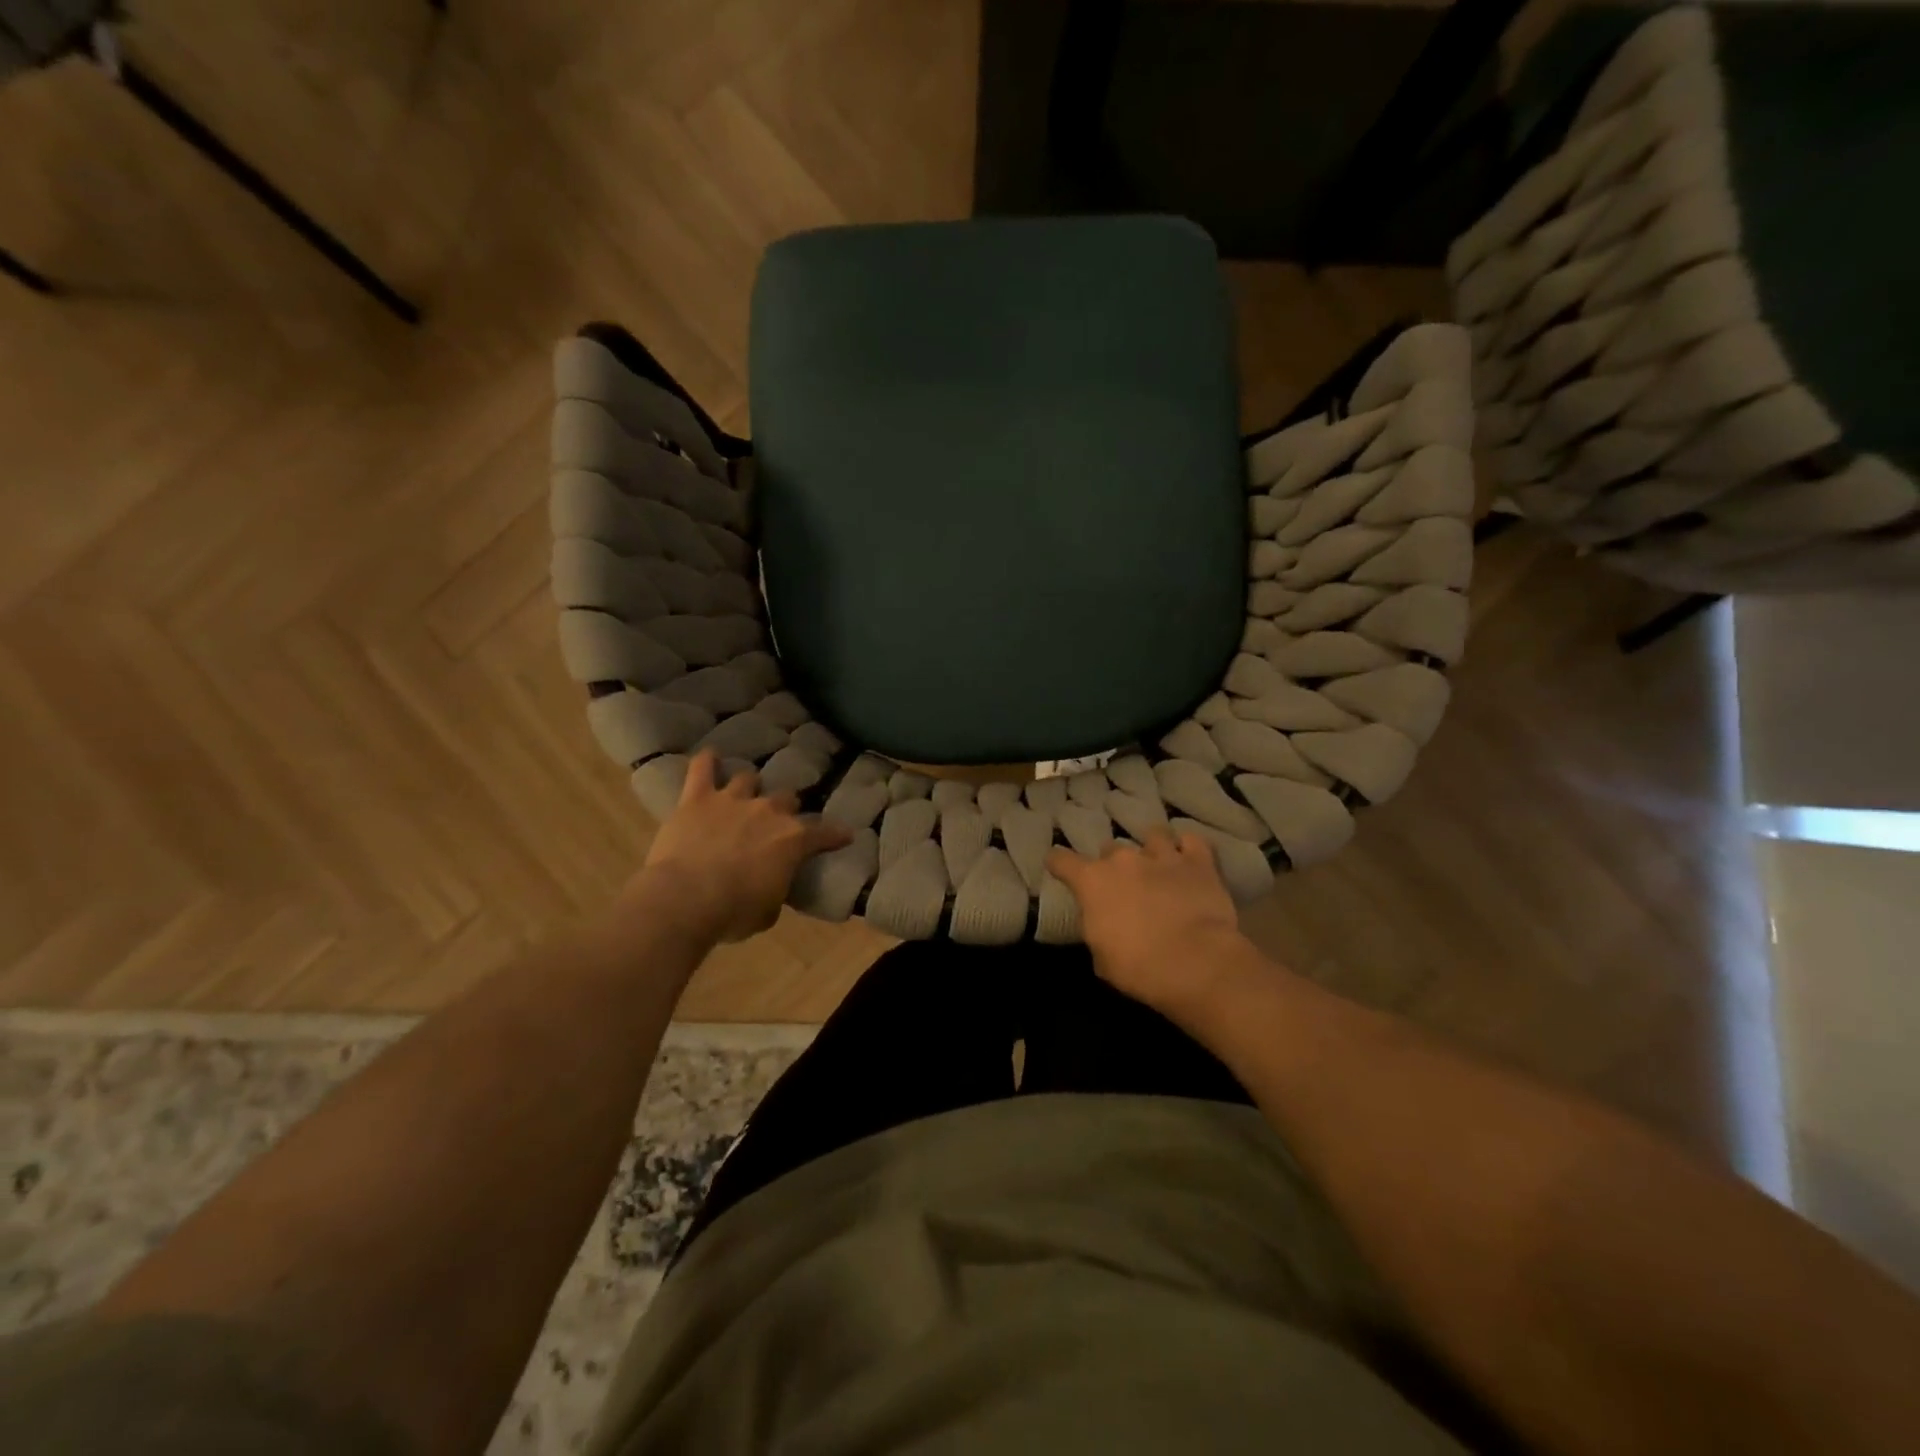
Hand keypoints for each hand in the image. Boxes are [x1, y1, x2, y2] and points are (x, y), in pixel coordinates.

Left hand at [631, 751, 850, 942]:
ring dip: (749, 787)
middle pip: (786, 798)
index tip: (845, 835)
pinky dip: (707, 762)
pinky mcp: (698, 798)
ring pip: (748, 779)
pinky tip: (709, 756)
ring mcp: (732, 800)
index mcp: (793, 840)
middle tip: (777, 822)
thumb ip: (776, 889)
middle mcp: (768, 812)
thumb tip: (773, 884)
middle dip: (785, 808)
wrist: (685, 899)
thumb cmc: (733, 912)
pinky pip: (702, 770)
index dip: (836, 834)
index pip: (824, 833)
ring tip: (745, 794)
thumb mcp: (768, 911)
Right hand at [1046, 831, 1254, 1019]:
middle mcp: (1123, 859)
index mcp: (1092, 881)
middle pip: (1110, 850)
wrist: (1196, 964)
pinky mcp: (1198, 862)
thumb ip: (1096, 929)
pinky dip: (1187, 848)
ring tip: (1158, 864)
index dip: (1058, 863)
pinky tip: (1188, 859)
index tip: (1059, 868)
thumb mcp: (1101, 957)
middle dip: (1114, 865)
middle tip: (1123, 886)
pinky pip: (1190, 841)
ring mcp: (1162, 856)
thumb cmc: (1139, 968)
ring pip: (1152, 835)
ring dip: (1151, 848)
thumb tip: (1102, 922)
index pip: (1061, 859)